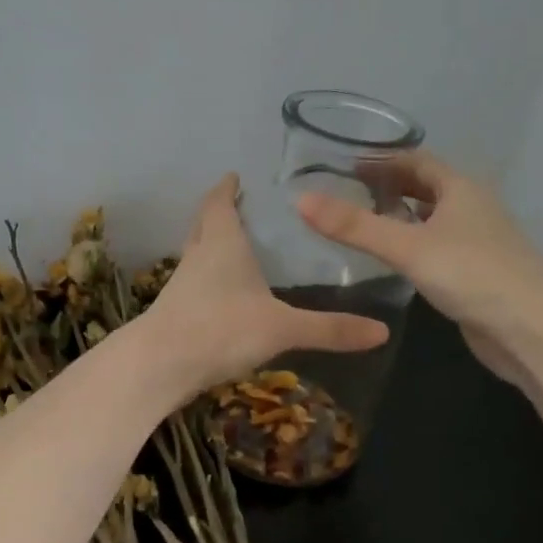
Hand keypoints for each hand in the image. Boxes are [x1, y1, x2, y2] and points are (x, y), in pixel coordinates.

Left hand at [143, 174, 388, 392]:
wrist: (160, 365)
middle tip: (238, 206)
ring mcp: (182, 284)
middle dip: (218, 212)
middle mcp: (198, 256)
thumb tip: (382, 332)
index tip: (233, 176)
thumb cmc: (221, 329)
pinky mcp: (174, 311)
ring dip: (211, 245)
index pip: (219, 204)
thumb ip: (330, 329)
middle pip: (203, 224)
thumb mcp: (282, 327)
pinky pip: (193, 283)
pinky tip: (223, 295)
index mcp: (222, 243)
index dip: (226, 189)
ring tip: (235, 247)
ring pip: (196, 253)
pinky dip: (207, 279)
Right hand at [298, 152, 542, 389]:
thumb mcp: (407, 247)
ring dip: (402, 216)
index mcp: (461, 189)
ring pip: (433, 218)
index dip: (382, 159)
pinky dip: (414, 244)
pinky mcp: (477, 272)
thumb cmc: (472, 275)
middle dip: (390, 186)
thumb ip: (354, 226)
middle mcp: (472, 208)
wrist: (531, 331)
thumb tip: (301, 200)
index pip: (416, 160)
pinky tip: (394, 261)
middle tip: (347, 193)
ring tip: (363, 224)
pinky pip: (438, 247)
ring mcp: (478, 241)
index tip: (344, 165)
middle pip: (426, 187)